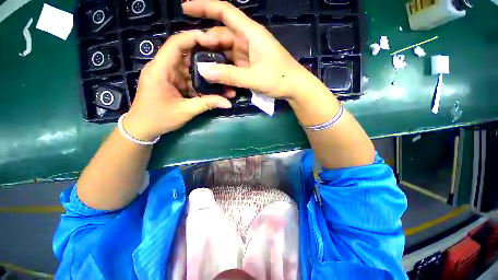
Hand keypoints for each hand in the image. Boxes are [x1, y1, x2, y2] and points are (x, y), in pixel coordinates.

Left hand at [123, 30, 233, 141]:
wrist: (143, 128)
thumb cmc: (159, 119)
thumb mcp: (186, 111)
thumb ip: (207, 104)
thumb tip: (228, 103)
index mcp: (160, 70)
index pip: (176, 44)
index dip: (195, 38)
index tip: (214, 41)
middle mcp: (162, 67)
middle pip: (185, 53)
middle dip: (204, 54)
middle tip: (223, 58)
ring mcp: (167, 75)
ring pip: (188, 66)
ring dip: (204, 71)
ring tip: (221, 74)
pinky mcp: (171, 82)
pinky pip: (187, 77)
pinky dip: (199, 82)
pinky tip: (211, 86)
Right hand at [182, 0, 316, 99]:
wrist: (295, 87)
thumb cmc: (280, 79)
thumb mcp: (254, 78)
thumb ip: (230, 75)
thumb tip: (204, 71)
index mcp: (251, 34)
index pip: (225, 12)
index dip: (204, 7)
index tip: (185, 8)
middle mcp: (249, 39)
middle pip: (223, 32)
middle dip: (207, 40)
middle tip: (192, 52)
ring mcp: (250, 52)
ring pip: (227, 48)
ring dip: (215, 56)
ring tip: (202, 65)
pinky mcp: (251, 63)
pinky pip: (234, 60)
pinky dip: (225, 66)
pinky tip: (218, 73)